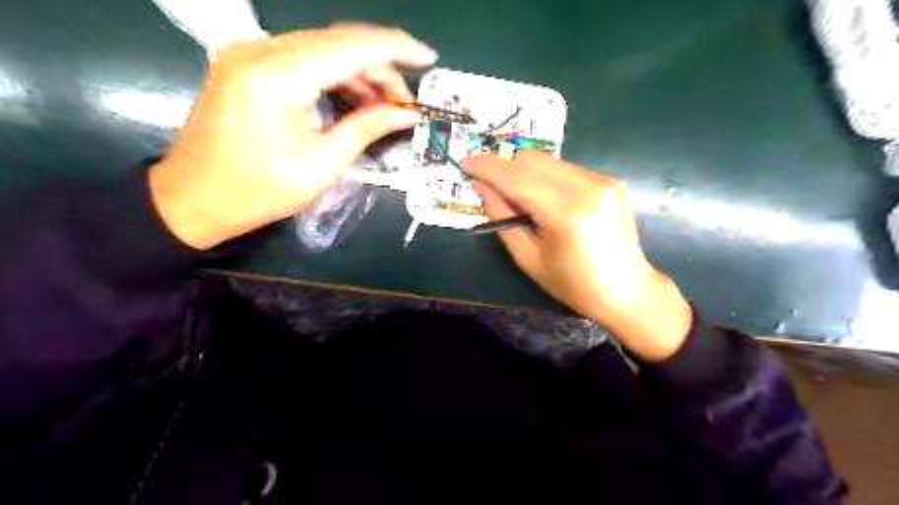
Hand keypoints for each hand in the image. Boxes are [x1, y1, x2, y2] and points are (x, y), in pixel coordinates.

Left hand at [148, 24, 437, 247]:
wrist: (193, 197)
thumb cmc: (257, 192)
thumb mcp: (320, 166)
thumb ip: (365, 130)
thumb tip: (406, 114)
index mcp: (275, 78)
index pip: (348, 47)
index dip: (394, 48)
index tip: (428, 57)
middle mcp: (260, 51)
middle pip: (337, 42)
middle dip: (380, 67)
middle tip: (404, 103)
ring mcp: (251, 53)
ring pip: (323, 48)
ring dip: (360, 72)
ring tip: (386, 105)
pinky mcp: (250, 64)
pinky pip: (305, 58)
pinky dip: (336, 75)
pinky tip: (355, 99)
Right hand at [463, 152, 693, 359]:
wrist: (627, 290)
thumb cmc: (573, 284)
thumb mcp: (528, 257)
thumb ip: (502, 217)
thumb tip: (481, 186)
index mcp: (566, 213)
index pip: (517, 177)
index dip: (487, 168)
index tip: (465, 163)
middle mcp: (587, 186)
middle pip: (531, 159)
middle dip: (504, 167)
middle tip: (489, 185)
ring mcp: (603, 179)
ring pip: (548, 160)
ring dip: (524, 172)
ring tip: (518, 198)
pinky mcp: (610, 180)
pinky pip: (565, 168)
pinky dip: (545, 177)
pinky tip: (545, 199)